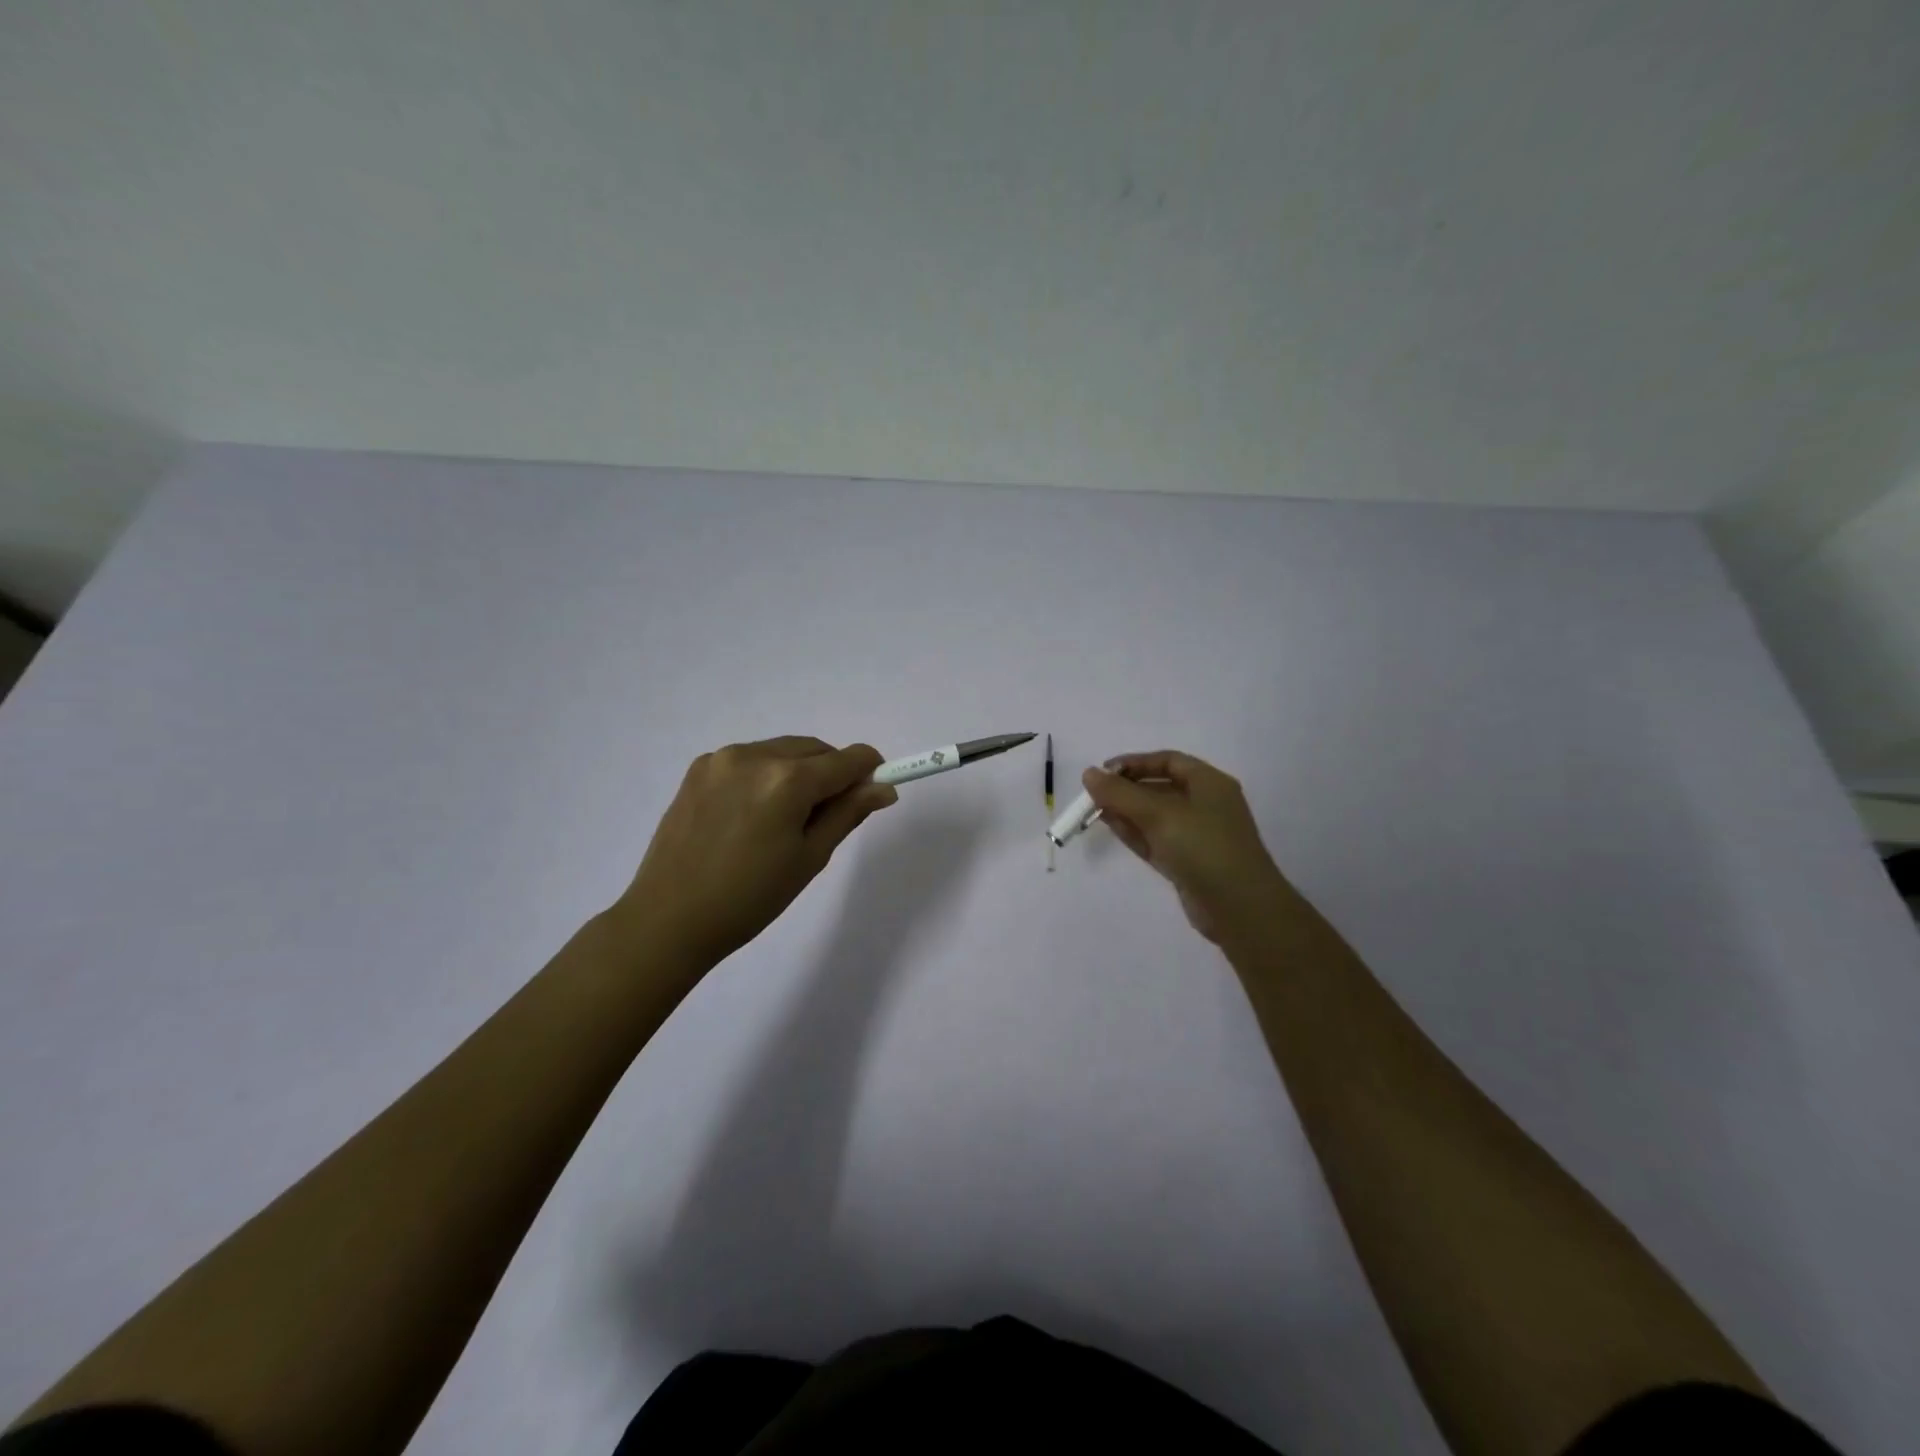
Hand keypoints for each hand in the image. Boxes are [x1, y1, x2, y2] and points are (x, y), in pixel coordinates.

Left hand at [615, 736, 895, 970]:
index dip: (870, 771)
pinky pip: (750, 759)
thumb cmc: (750, 898)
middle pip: (815, 749)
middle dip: (832, 772)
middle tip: (827, 816)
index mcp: (787, 780)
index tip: (875, 791)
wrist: (669, 919)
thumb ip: (848, 813)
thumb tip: (884, 788)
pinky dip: (766, 775)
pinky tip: (752, 815)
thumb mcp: (809, 858)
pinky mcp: (699, 768)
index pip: (848, 758)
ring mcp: (722, 758)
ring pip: (782, 751)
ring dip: (798, 772)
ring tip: (784, 820)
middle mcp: (755, 755)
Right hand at [1082, 751, 1292, 944]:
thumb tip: (1088, 774)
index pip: (1168, 761)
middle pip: (1160, 787)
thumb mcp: (1159, 814)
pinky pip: (1156, 838)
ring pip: (1155, 815)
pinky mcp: (1187, 861)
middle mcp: (1205, 804)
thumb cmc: (1203, 847)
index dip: (1135, 762)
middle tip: (1094, 793)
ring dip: (1126, 810)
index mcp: (1209, 783)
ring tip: (1094, 810)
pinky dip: (1134, 831)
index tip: (1103, 771)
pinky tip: (1110, 826)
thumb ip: (1120, 793)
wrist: (1239, 907)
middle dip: (1127, 788)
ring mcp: (1197, 835)